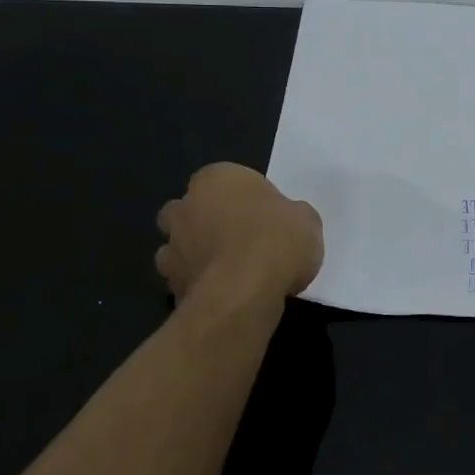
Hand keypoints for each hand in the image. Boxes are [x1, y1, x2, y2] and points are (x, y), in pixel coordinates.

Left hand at [155, 163, 323, 301]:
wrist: (243, 294)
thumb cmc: (276, 241)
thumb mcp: (306, 220)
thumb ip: (290, 215)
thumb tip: (286, 223)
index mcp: (217, 179)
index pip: (226, 180)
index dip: (246, 199)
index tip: (266, 217)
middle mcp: (186, 206)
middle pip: (191, 209)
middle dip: (207, 221)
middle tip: (241, 240)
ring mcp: (171, 247)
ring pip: (180, 245)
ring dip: (197, 254)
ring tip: (231, 273)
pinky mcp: (168, 285)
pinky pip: (184, 280)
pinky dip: (198, 286)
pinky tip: (224, 296)